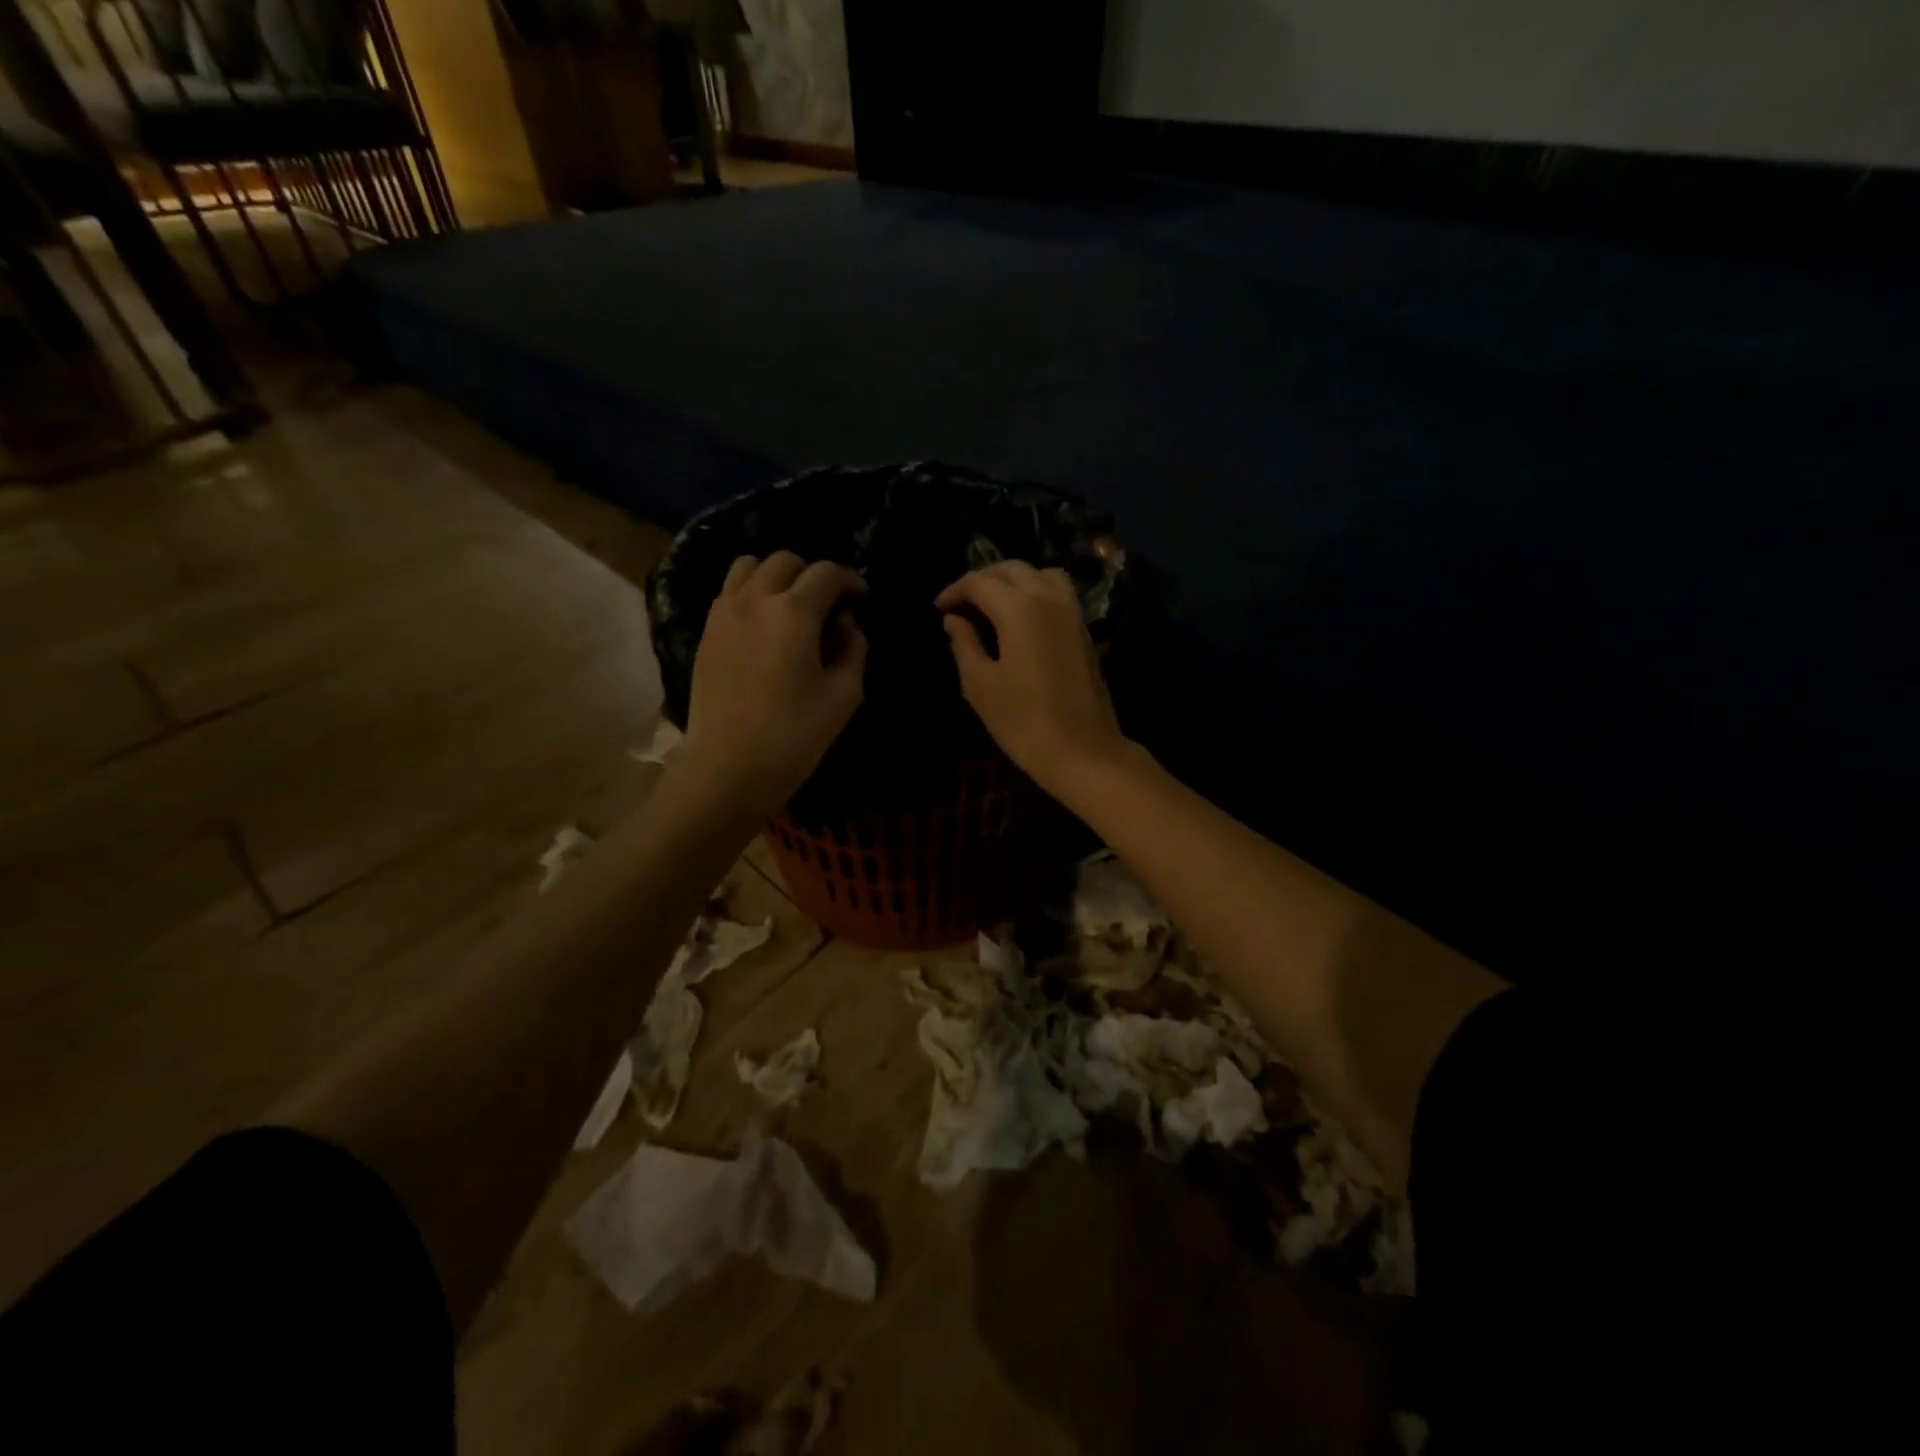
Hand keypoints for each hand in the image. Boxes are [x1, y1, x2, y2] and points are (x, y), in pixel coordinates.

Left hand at [681, 552, 867, 818]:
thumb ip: (853, 648)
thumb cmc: (794, 735)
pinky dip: (750, 593)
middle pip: (785, 561)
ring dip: (776, 576)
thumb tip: (846, 624)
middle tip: (828, 605)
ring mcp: (723, 613)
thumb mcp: (844, 694)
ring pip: (749, 566)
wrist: (728, 767)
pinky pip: (728, 592)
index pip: (826, 573)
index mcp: (793, 612)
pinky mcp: (705, 632)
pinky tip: (763, 624)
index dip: (850, 581)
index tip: (861, 600)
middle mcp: (754, 600)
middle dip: (812, 575)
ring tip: (790, 606)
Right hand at [936, 562, 1129, 796]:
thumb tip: (954, 620)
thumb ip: (964, 644)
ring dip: (1013, 581)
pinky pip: (1058, 593)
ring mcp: (1072, 612)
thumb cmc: (1023, 722)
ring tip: (992, 606)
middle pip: (1011, 569)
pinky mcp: (1084, 630)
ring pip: (1040, 574)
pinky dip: (1035, 592)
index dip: (954, 591)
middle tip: (961, 604)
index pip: (979, 582)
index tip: (939, 609)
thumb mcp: (980, 685)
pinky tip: (1020, 620)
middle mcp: (1048, 598)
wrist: (1083, 751)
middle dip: (982, 580)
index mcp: (1019, 607)